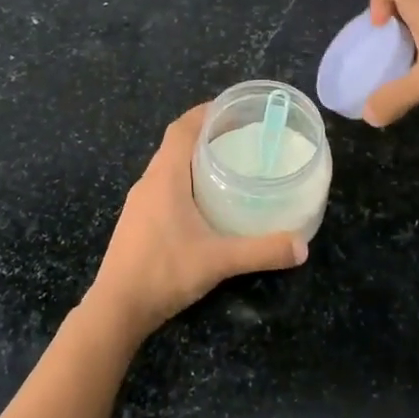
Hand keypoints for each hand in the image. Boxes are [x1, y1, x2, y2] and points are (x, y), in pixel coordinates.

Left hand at [84, 104, 306, 340]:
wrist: (116, 308)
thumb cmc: (164, 272)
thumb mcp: (219, 260)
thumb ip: (261, 251)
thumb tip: (302, 246)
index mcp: (165, 177)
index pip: (181, 129)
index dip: (203, 113)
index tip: (231, 109)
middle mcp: (148, 182)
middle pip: (175, 145)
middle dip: (204, 135)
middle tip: (239, 137)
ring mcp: (139, 203)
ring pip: (167, 167)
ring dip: (192, 159)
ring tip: (226, 165)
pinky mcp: (136, 221)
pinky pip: (162, 187)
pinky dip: (183, 181)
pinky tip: (203, 202)